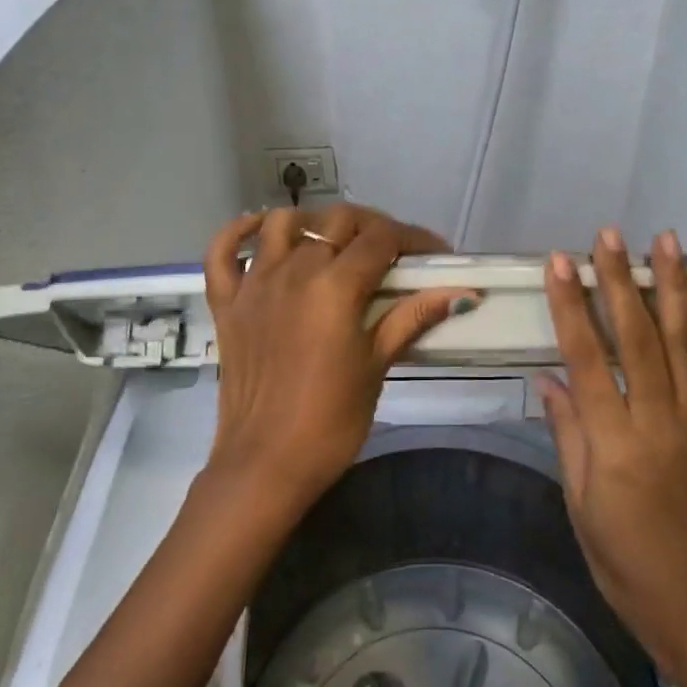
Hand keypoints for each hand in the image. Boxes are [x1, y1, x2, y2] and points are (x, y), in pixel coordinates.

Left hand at [202, 204, 477, 518]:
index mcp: (335, 287)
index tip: (434, 253)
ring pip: (284, 224)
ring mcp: (254, 284)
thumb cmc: (331, 422)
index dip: (414, 238)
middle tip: (392, 252)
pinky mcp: (226, 303)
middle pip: (338, 222)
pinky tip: (263, 230)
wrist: (266, 464)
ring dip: (315, 223)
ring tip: (335, 243)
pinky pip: (223, 251)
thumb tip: (463, 293)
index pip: (381, 239)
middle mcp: (293, 271)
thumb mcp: (376, 366)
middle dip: (373, 226)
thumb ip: (411, 318)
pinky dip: (241, 232)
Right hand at [535, 228, 686, 678]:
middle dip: (620, 281)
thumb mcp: (578, 502)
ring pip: (683, 343)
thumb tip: (548, 379)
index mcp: (615, 444)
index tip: (559, 263)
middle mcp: (659, 422)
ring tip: (666, 241)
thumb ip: (567, 433)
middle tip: (609, 235)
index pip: (588, 359)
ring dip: (672, 287)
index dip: (571, 307)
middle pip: (639, 338)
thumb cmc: (622, 560)